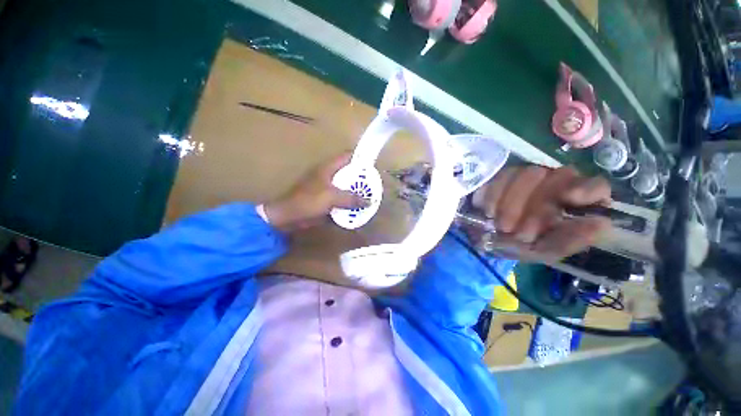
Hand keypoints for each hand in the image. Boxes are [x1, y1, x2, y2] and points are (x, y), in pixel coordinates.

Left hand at [264, 152, 366, 231]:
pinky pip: (341, 198)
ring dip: (356, 191)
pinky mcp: (325, 199)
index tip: (373, 167)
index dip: (360, 158)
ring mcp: (327, 188)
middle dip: (361, 178)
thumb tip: (369, 201)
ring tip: (369, 197)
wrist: (288, 216)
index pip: (347, 156)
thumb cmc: (308, 201)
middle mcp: (329, 175)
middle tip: (373, 186)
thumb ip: (351, 198)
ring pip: (345, 186)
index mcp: (328, 168)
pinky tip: (357, 208)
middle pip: (349, 172)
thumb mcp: (331, 197)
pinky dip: (348, 202)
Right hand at [471, 165, 611, 258]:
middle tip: (522, 234)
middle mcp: (554, 184)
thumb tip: (601, 223)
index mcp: (571, 204)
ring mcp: (527, 175)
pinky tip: (489, 211)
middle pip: (560, 177)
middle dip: (538, 208)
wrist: (479, 235)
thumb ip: (568, 241)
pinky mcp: (502, 174)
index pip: (593, 186)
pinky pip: (502, 176)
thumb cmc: (515, 245)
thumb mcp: (542, 251)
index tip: (570, 199)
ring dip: (514, 205)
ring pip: (530, 174)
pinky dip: (494, 196)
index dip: (585, 189)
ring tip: (502, 226)